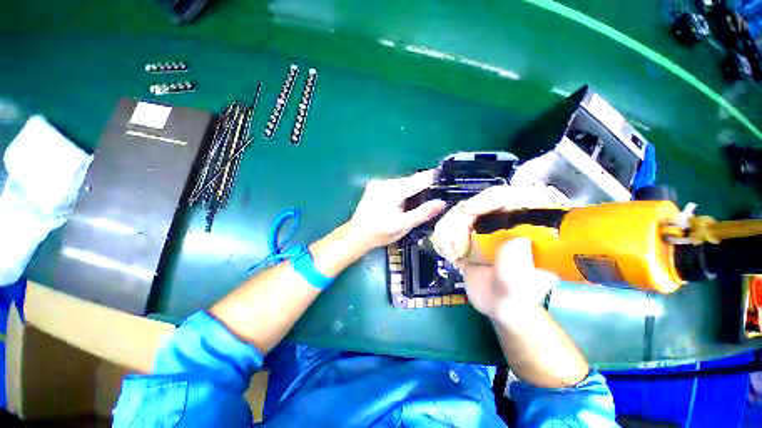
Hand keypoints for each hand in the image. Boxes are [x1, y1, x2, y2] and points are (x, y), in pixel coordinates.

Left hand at [348, 170, 445, 250]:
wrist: (357, 234)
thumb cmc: (380, 233)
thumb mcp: (404, 226)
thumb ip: (423, 213)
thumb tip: (442, 203)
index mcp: (393, 191)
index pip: (418, 180)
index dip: (432, 178)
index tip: (444, 178)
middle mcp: (385, 182)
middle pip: (410, 180)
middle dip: (421, 187)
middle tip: (431, 197)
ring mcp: (378, 183)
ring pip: (402, 182)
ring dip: (411, 190)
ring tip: (413, 204)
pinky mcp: (374, 185)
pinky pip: (394, 185)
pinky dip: (401, 191)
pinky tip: (401, 203)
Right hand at [431, 185, 556, 319]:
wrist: (497, 305)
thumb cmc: (515, 298)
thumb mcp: (519, 290)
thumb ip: (516, 272)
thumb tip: (516, 242)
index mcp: (527, 226)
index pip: (511, 197)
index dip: (488, 198)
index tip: (469, 211)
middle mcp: (503, 220)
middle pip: (475, 204)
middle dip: (459, 225)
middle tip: (459, 250)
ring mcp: (482, 226)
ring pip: (456, 214)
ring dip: (448, 234)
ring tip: (453, 256)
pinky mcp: (466, 234)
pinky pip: (447, 225)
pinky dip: (442, 238)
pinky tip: (449, 254)